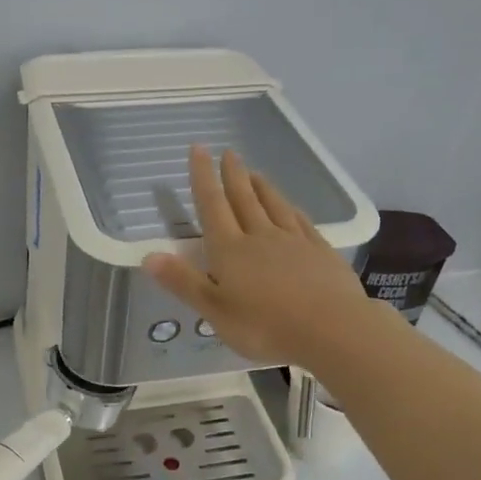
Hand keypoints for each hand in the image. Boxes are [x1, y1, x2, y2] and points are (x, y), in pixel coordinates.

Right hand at [142, 145, 373, 368]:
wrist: (331, 329)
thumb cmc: (265, 325)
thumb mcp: (214, 311)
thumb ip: (183, 282)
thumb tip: (149, 255)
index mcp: (230, 250)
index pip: (212, 205)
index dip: (202, 177)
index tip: (198, 149)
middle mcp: (260, 236)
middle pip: (243, 198)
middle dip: (232, 175)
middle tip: (227, 152)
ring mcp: (294, 242)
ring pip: (273, 206)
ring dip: (261, 187)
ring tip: (254, 172)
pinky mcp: (320, 252)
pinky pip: (301, 222)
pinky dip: (291, 209)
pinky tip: (291, 206)